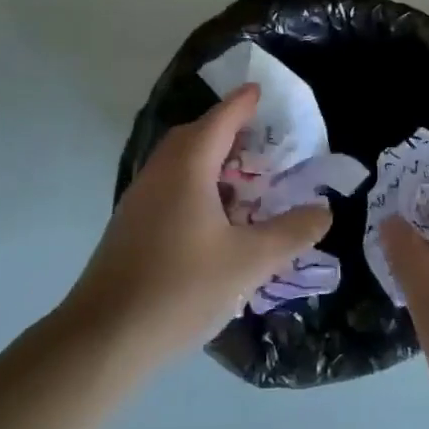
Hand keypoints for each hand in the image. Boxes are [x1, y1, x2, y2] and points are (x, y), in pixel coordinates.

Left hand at [65, 84, 331, 367]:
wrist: (104, 337)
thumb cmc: (181, 288)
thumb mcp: (249, 262)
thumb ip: (290, 233)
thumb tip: (323, 211)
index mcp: (187, 166)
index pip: (220, 119)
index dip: (243, 103)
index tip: (260, 91)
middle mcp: (160, 172)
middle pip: (196, 136)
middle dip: (227, 130)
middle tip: (261, 139)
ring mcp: (140, 199)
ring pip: (180, 164)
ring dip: (211, 161)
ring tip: (244, 180)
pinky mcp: (131, 226)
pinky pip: (170, 188)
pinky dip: (196, 186)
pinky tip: (214, 219)